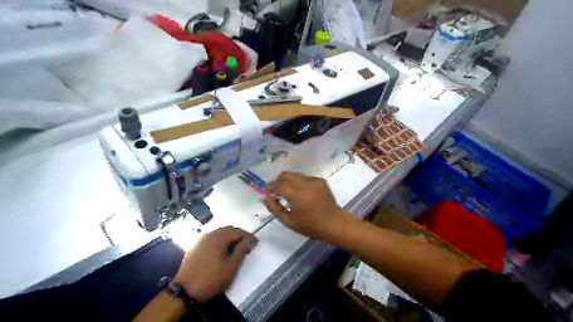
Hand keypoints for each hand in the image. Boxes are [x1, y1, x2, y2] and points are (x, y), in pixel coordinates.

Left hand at [173, 225, 256, 302]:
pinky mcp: (195, 247)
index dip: (248, 236)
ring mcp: (200, 240)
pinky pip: (212, 239)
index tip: (256, 243)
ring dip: (229, 239)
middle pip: (228, 230)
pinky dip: (220, 242)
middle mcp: (209, 234)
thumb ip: (241, 251)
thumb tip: (248, 241)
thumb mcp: (231, 267)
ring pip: (219, 234)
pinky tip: (223, 252)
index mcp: (218, 237)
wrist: (184, 292)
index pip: (237, 231)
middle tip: (247, 245)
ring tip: (236, 249)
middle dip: (239, 236)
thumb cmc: (211, 279)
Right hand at [261, 171, 345, 241]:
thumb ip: (274, 208)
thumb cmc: (310, 226)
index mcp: (297, 194)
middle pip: (285, 175)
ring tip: (289, 193)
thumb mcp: (289, 221)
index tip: (267, 192)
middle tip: (276, 192)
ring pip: (295, 175)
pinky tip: (302, 194)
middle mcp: (305, 183)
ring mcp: (314, 180)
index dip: (270, 187)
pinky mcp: (320, 180)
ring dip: (288, 181)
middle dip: (278, 181)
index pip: (278, 184)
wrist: (334, 224)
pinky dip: (299, 183)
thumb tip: (265, 197)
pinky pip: (304, 178)